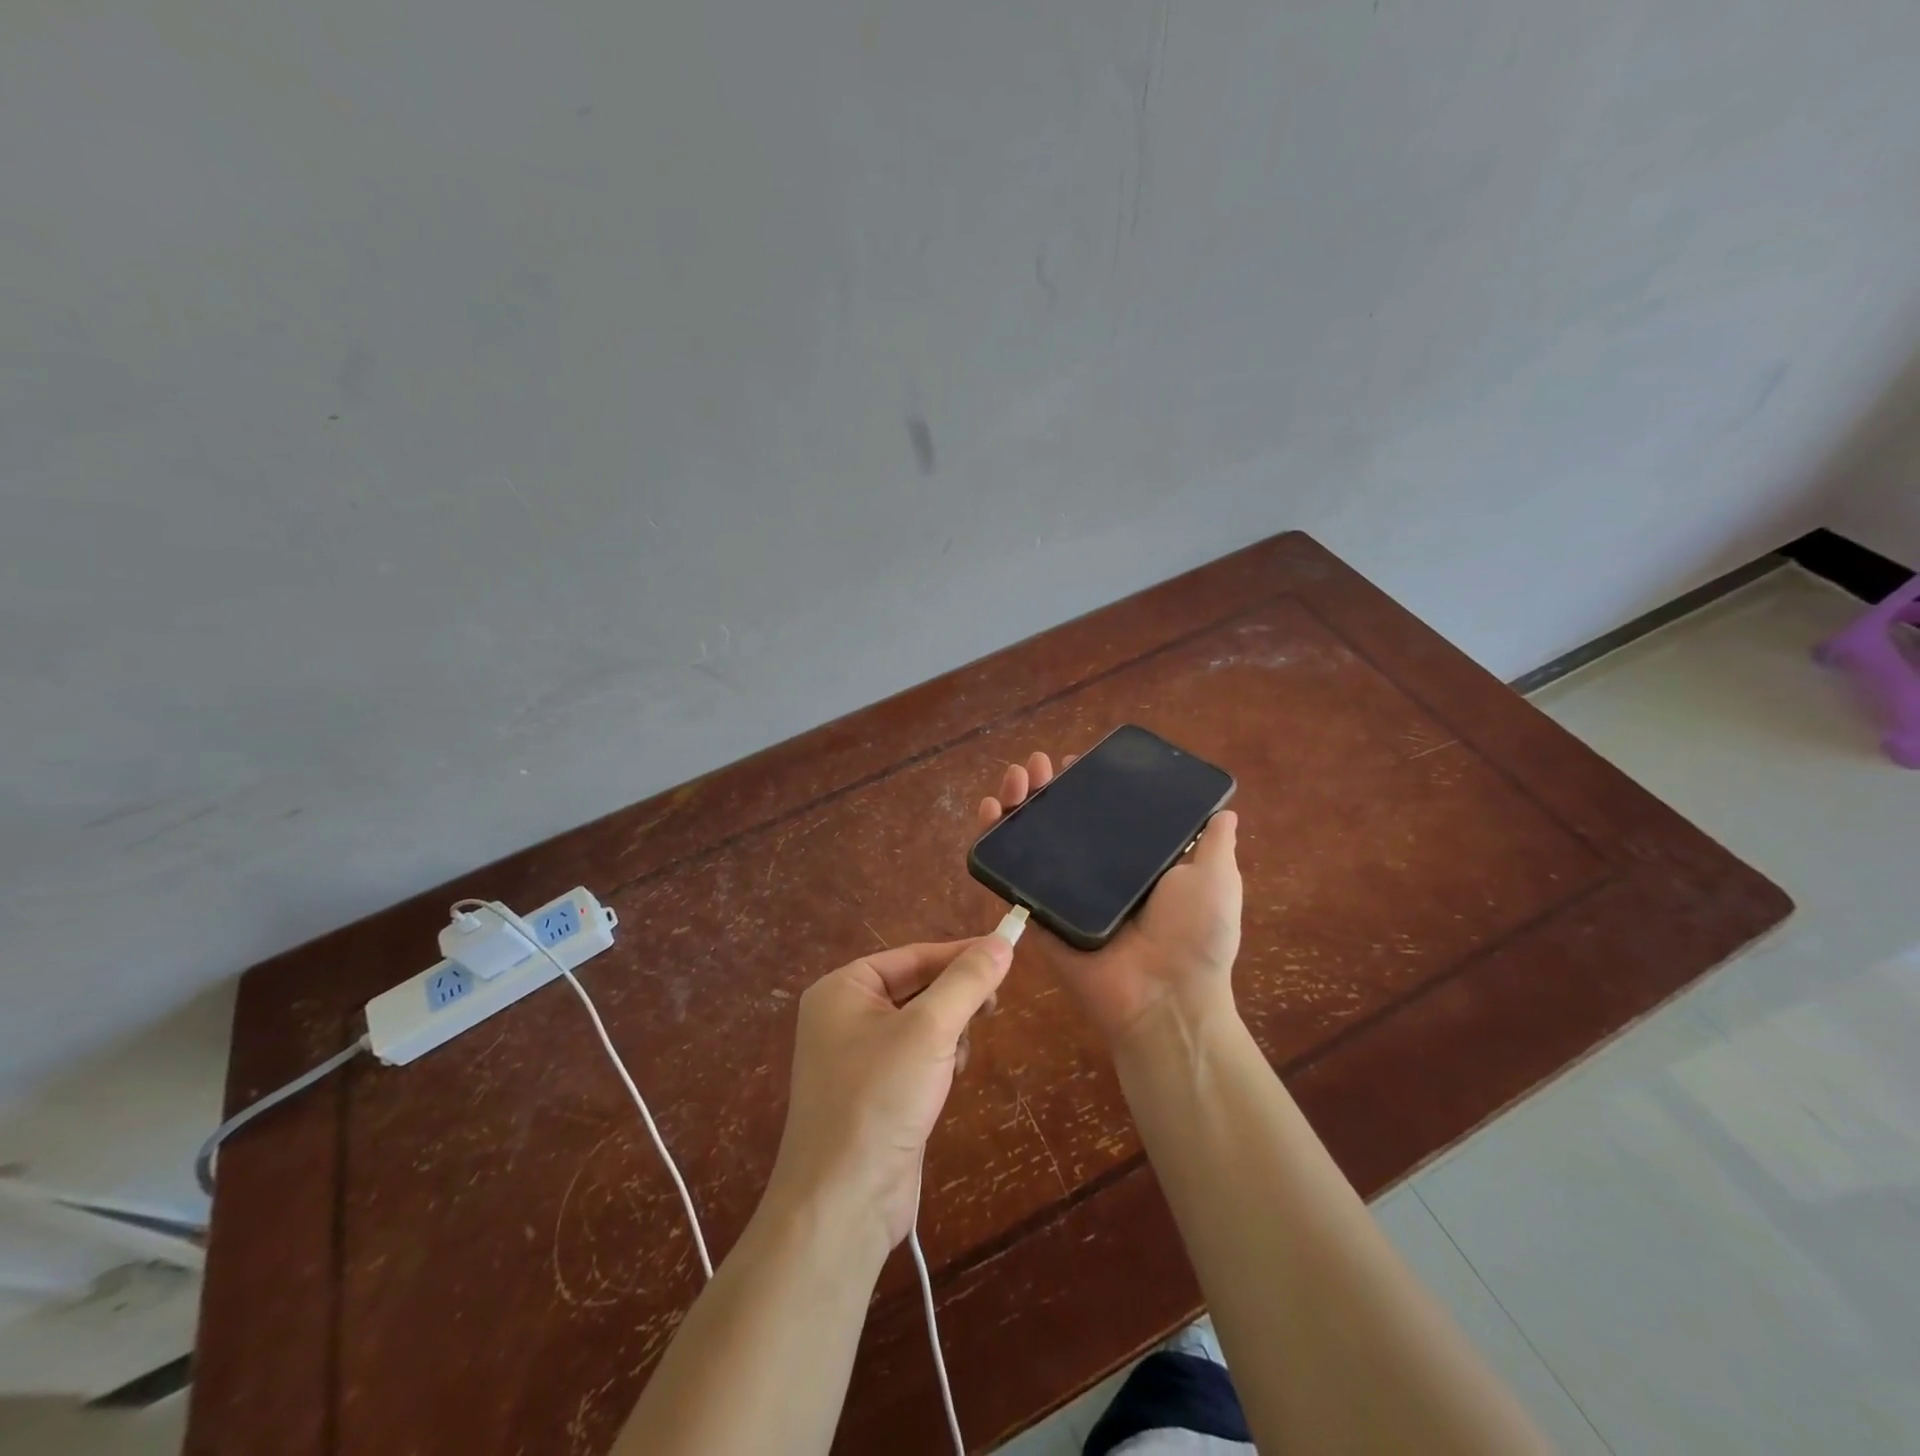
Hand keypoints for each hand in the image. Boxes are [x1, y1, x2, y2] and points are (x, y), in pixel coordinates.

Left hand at [763, 937, 1012, 1252]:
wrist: (843, 1203)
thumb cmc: (880, 1099)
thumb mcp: (930, 1030)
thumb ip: (967, 982)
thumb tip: (1003, 941)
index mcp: (843, 989)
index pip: (913, 955)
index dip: (961, 954)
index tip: (1006, 953)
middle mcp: (844, 1016)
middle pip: (917, 987)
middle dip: (954, 1001)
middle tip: (991, 1009)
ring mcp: (856, 1057)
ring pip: (921, 1024)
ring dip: (949, 1035)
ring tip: (958, 1059)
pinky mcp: (874, 1093)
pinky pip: (915, 1056)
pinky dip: (938, 1062)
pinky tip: (948, 1082)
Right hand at [977, 751, 1242, 1048]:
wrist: (1164, 997)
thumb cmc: (1195, 935)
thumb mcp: (1216, 879)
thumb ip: (1213, 844)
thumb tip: (1225, 811)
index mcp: (1130, 861)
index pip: (1100, 813)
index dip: (1084, 785)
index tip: (1074, 760)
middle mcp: (1093, 872)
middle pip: (1058, 818)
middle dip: (1044, 785)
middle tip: (1037, 764)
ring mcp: (1061, 891)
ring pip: (1029, 837)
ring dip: (1016, 800)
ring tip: (1014, 776)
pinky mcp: (1035, 910)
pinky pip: (1007, 873)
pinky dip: (991, 840)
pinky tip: (989, 809)